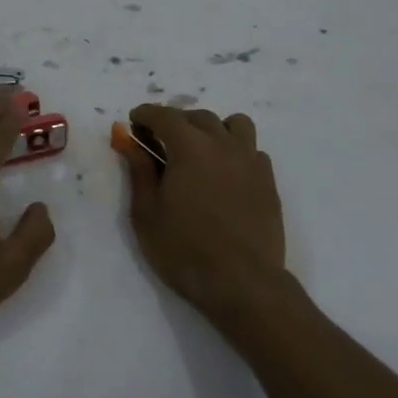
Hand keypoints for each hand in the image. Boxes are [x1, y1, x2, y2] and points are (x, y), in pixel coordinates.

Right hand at [113, 104, 285, 313]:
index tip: (133, 122)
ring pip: (234, 125)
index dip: (145, 114)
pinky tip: (225, 174)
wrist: (242, 283)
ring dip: (213, 129)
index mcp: (190, 147)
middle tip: (160, 142)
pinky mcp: (268, 181)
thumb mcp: (146, 213)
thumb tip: (129, 141)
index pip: (164, 115)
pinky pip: (252, 150)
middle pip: (198, 117)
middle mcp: (223, 144)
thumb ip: (139, 171)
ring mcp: (250, 161)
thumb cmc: (184, 250)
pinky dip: (235, 151)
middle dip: (175, 122)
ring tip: (200, 150)